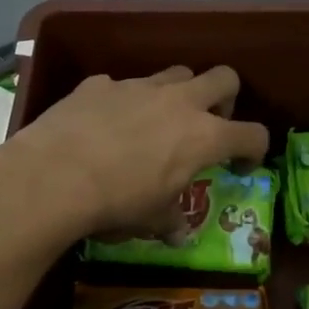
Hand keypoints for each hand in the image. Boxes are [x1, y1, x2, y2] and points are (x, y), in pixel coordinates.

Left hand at [3, 67, 269, 239]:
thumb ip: (171, 221)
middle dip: (225, 98)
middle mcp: (178, 102)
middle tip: (208, 123)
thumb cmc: (117, 203)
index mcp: (203, 136)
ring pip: (175, 73)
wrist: (55, 175)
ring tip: (158, 120)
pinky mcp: (100, 84)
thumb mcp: (151, 220)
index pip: (252, 134)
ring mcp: (138, 86)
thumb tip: (179, 235)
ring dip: (177, 92)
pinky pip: (121, 85)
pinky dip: (121, 101)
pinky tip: (104, 124)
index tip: (241, 164)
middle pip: (224, 77)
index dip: (254, 149)